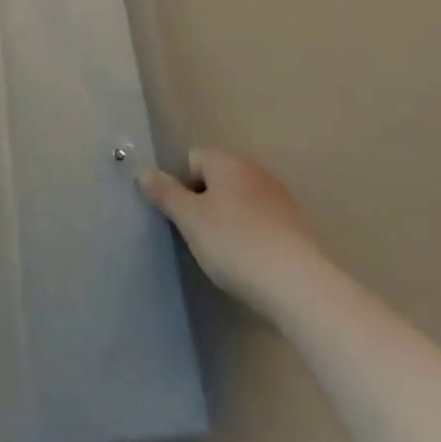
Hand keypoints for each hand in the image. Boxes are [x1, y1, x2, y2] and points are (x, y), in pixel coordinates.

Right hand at [139, 149, 322, 317]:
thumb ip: (165, 193)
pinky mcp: (296, 224)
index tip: (183, 218)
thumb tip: (144, 172)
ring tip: (226, 253)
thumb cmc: (234, 243)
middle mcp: (254, 170)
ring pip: (241, 200)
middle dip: (205, 203)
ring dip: (229, 219)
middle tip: (199, 237)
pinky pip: (262, 221)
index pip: (193, 159)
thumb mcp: (189, 220)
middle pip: (218, 179)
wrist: (296, 282)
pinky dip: (253, 234)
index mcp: (227, 163)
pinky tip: (252, 261)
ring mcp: (279, 197)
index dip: (182, 186)